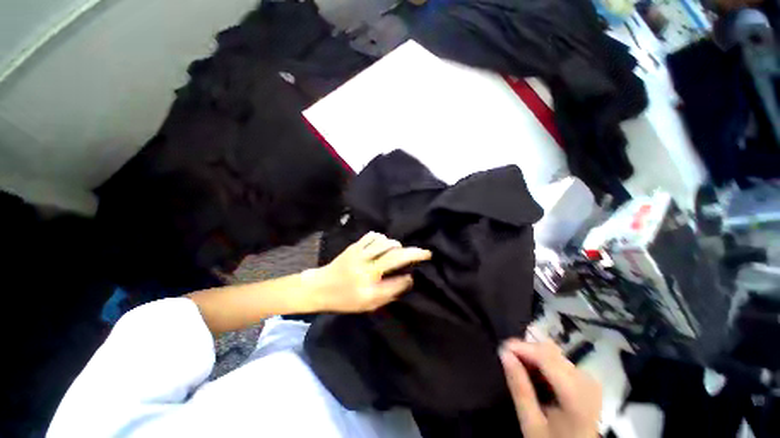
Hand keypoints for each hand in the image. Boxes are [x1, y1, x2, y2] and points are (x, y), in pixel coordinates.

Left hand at [312, 232, 431, 312]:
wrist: (320, 287)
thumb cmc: (345, 299)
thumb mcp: (368, 305)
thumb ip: (389, 293)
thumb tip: (408, 279)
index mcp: (368, 288)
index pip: (397, 281)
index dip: (410, 276)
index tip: (418, 272)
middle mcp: (365, 269)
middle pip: (394, 256)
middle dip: (414, 253)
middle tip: (425, 252)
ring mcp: (359, 254)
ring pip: (386, 243)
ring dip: (397, 246)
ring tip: (399, 251)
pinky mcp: (354, 246)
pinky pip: (373, 236)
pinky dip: (383, 239)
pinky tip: (384, 245)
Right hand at [499, 338, 601, 437]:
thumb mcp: (531, 423)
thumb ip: (519, 388)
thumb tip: (504, 354)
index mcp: (576, 396)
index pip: (547, 358)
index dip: (523, 348)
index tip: (501, 348)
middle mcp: (587, 383)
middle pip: (552, 352)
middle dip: (526, 350)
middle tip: (506, 355)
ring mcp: (588, 381)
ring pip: (555, 354)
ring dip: (533, 355)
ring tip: (516, 363)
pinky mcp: (586, 382)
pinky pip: (560, 361)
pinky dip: (543, 362)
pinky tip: (532, 370)